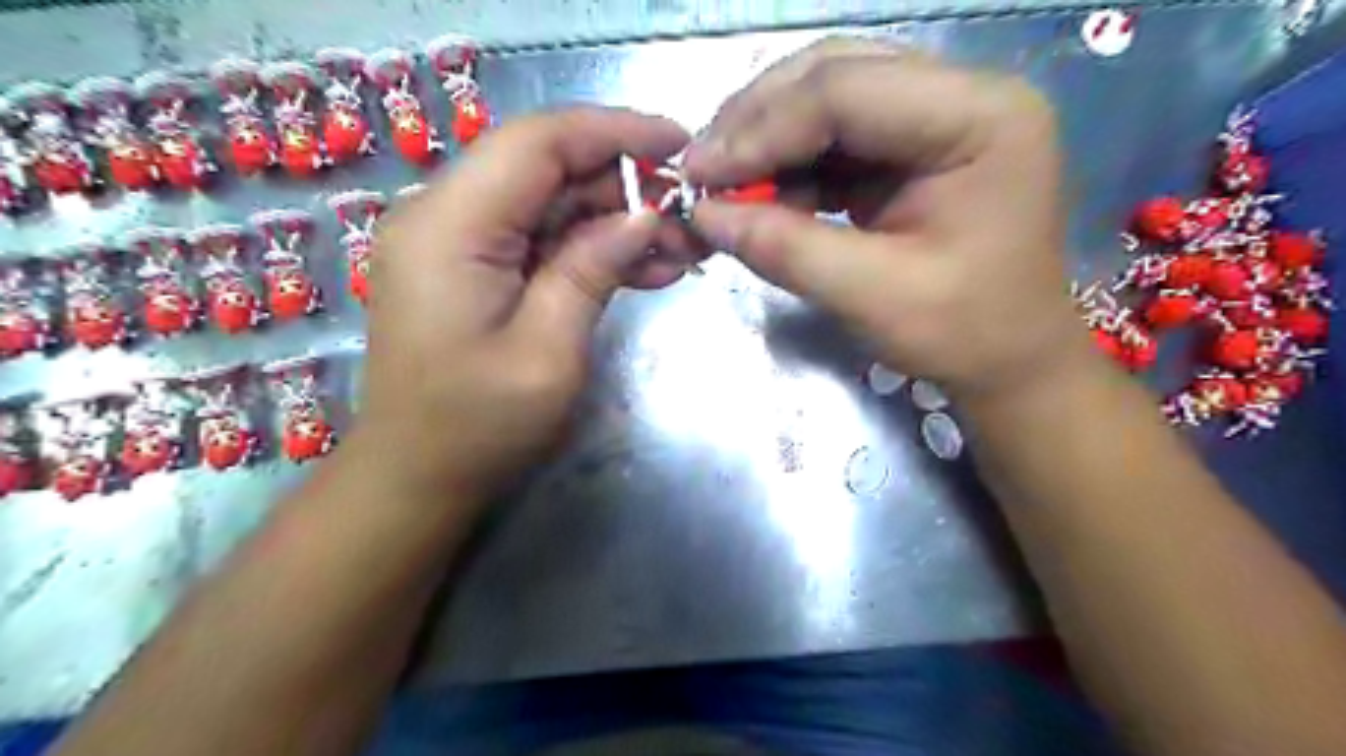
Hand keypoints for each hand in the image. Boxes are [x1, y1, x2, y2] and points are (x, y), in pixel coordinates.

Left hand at [356, 105, 692, 496]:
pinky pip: (538, 239)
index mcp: (450, 226)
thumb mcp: (548, 352)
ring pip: (549, 203)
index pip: (537, 142)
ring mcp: (456, 241)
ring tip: (679, 249)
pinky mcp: (472, 267)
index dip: (613, 132)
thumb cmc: (479, 426)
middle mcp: (443, 216)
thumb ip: (592, 269)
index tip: (679, 144)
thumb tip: (644, 214)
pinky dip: (590, 248)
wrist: (418, 476)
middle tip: (688, 215)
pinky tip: (644, 269)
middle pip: (544, 168)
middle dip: (623, 184)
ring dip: (614, 220)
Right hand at [685, 40, 1092, 402]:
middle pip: (836, 74)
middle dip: (758, 122)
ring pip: (827, 98)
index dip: (763, 129)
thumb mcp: (873, 298)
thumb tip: (702, 215)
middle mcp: (962, 96)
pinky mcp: (910, 148)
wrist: (1010, 361)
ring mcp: (936, 117)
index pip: (848, 90)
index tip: (699, 175)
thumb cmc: (964, 334)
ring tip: (724, 186)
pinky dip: (788, 164)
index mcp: (980, 117)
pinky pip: (834, 138)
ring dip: (767, 140)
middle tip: (702, 171)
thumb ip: (786, 249)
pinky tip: (761, 196)